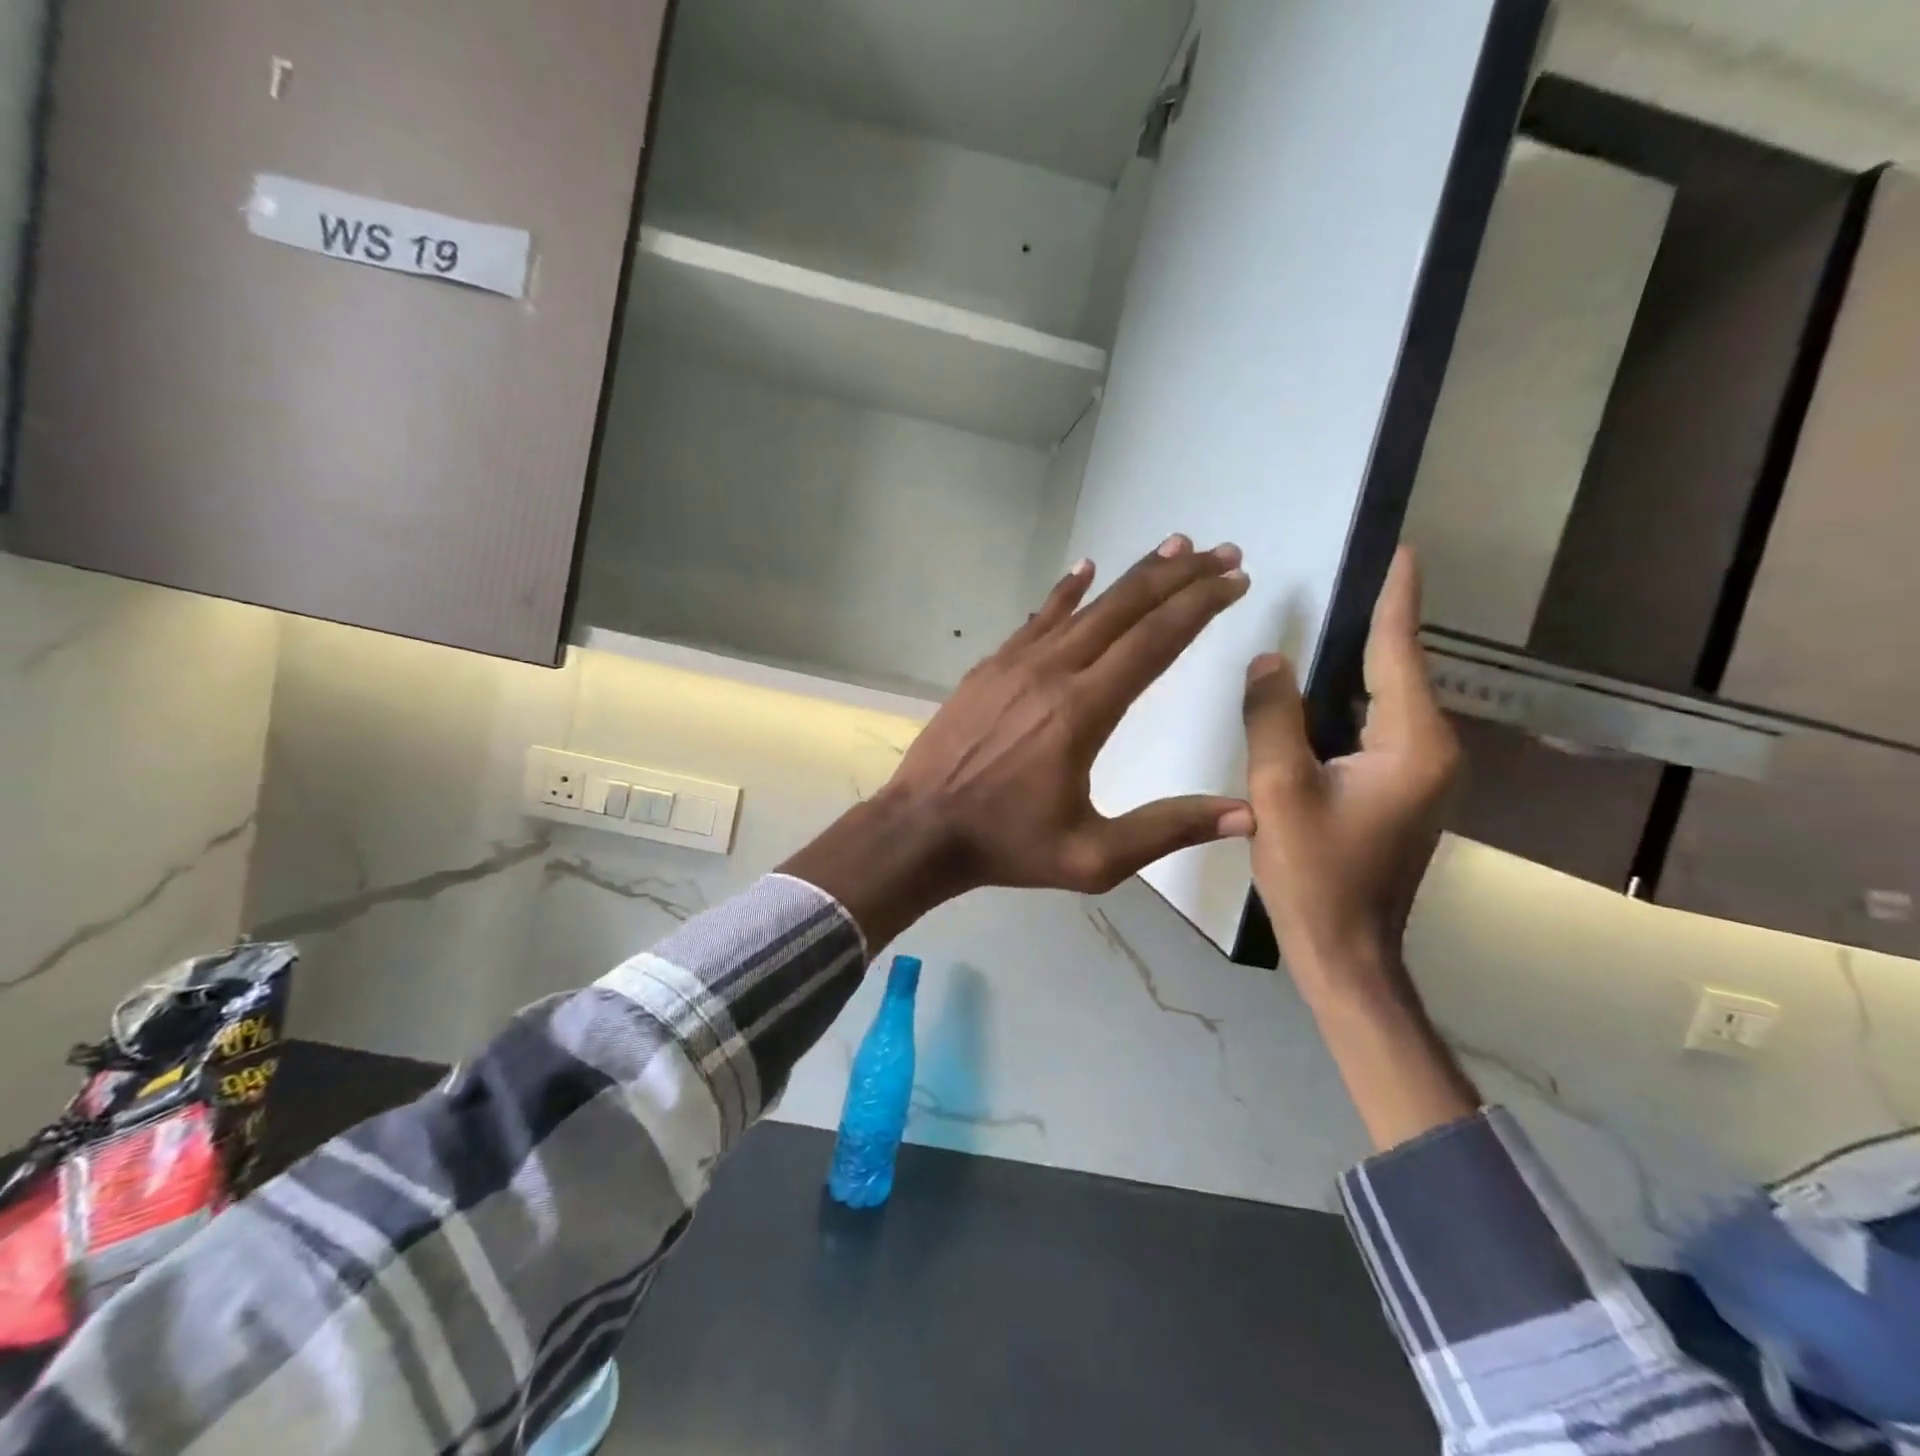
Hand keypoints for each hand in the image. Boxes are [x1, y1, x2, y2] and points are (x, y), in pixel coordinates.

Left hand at [784, 536, 1253, 948]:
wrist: (920, 829)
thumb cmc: (1007, 846)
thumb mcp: (1093, 858)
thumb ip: (1167, 830)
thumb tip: (1247, 814)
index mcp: (1082, 713)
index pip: (1153, 642)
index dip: (1199, 606)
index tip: (1234, 581)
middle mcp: (1052, 673)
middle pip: (1125, 610)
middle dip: (1179, 576)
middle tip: (1223, 552)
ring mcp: (1014, 664)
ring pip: (1084, 607)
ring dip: (1132, 575)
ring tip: (1174, 546)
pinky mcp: (989, 668)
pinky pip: (1037, 619)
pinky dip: (1066, 593)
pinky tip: (1085, 570)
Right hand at [1242, 547, 1476, 1149]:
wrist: (1345, 949)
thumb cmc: (1314, 874)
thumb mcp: (1278, 790)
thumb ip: (1273, 718)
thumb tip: (1269, 662)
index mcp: (1411, 745)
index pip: (1400, 655)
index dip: (1397, 602)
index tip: (1403, 551)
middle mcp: (1431, 751)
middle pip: (1399, 674)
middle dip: (1378, 626)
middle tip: (1351, 580)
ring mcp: (1422, 774)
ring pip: (1388, 703)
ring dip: (1362, 664)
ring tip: (1334, 622)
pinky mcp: (1404, 791)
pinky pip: (1378, 729)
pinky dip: (1352, 702)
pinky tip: (1323, 692)